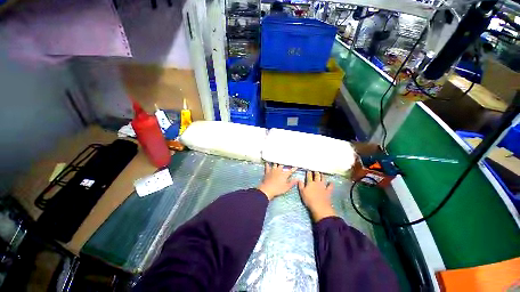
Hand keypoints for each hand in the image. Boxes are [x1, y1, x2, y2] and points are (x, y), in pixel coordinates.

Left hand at [258, 163, 298, 200]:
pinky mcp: (267, 172)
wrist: (267, 189)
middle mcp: (279, 171)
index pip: (290, 171)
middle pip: (282, 165)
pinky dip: (267, 164)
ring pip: (275, 164)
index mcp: (284, 175)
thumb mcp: (286, 187)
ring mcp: (272, 171)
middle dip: (284, 164)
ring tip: (277, 160)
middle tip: (285, 161)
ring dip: (276, 163)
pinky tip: (267, 162)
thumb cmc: (278, 189)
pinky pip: (267, 167)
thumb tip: (297, 179)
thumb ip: (292, 183)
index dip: (293, 169)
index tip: (296, 167)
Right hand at [298, 171, 335, 221]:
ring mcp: (323, 186)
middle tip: (316, 169)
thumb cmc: (309, 199)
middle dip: (316, 172)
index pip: (309, 176)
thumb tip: (299, 179)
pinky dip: (331, 184)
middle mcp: (317, 183)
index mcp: (310, 183)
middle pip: (317, 176)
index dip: (308, 172)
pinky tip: (331, 182)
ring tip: (322, 173)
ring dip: (322, 176)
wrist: (319, 206)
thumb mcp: (302, 192)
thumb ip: (300, 185)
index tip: (308, 169)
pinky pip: (330, 186)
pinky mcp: (328, 191)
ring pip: (323, 179)